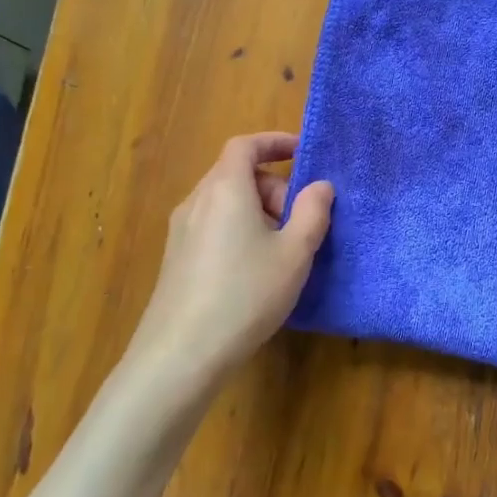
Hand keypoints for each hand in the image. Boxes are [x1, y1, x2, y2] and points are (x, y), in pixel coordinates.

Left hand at [128, 132, 333, 386]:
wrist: (181, 355)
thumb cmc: (245, 294)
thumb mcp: (294, 253)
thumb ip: (312, 212)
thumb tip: (320, 186)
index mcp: (225, 189)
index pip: (245, 145)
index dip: (274, 142)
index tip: (302, 151)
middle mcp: (197, 201)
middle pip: (237, 175)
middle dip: (274, 187)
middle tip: (301, 221)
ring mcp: (181, 231)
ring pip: (225, 202)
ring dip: (258, 211)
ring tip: (282, 249)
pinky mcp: (176, 259)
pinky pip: (213, 226)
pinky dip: (239, 230)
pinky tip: (255, 271)